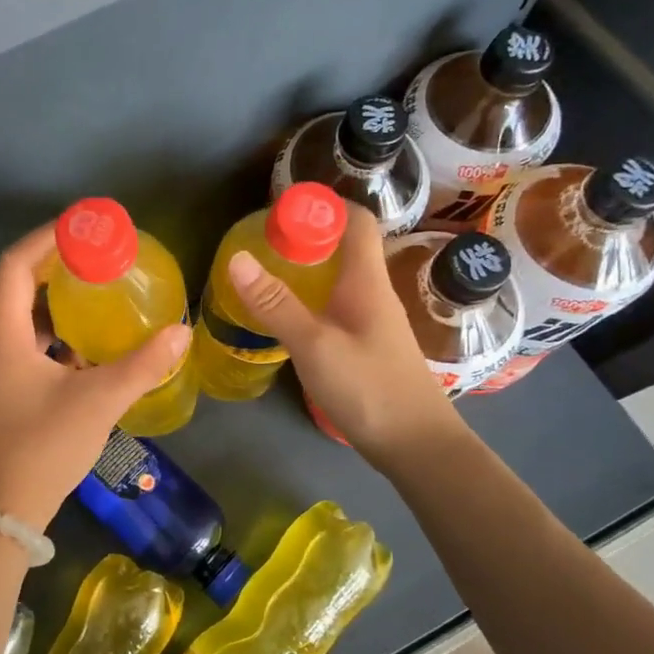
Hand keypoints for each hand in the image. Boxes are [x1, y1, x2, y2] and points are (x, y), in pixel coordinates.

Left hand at [0, 223, 190, 532]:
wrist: (3, 511)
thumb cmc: (43, 446)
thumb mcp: (98, 401)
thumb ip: (141, 365)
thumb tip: (182, 332)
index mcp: (4, 334)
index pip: (15, 265)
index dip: (46, 238)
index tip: (83, 227)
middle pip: (19, 287)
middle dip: (58, 267)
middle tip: (100, 257)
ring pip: (26, 319)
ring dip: (59, 302)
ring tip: (101, 293)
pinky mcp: (6, 391)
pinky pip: (30, 345)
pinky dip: (58, 334)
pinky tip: (91, 345)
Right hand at [225, 204, 460, 470]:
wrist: (417, 446)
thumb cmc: (370, 389)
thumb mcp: (315, 346)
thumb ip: (276, 304)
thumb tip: (237, 258)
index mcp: (367, 281)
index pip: (355, 221)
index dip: (323, 206)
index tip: (281, 210)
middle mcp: (373, 293)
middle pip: (344, 248)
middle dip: (305, 238)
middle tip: (261, 245)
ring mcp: (372, 322)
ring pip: (338, 280)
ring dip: (306, 272)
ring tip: (265, 276)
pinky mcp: (366, 347)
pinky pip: (336, 307)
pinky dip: (311, 301)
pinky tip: (287, 318)